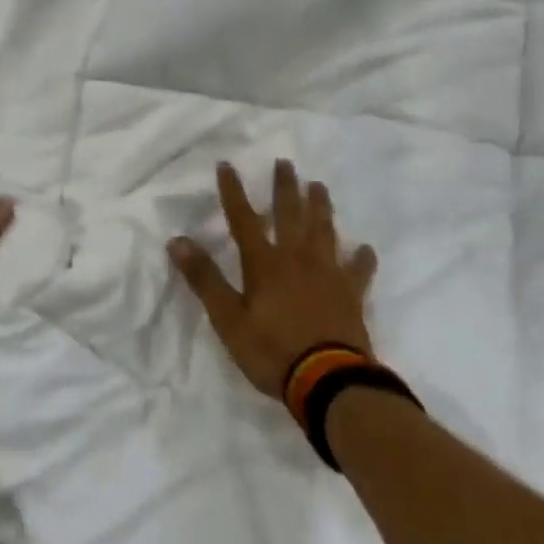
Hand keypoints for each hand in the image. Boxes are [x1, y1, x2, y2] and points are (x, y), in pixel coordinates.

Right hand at [169, 159, 378, 396]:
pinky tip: (365, 249)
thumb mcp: (228, 319)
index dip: (233, 192)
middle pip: (290, 214)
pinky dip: (361, 259)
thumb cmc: (272, 350)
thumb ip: (204, 279)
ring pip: (324, 231)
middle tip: (285, 163)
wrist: (329, 381)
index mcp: (265, 263)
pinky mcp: (351, 294)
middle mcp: (297, 258)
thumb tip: (177, 241)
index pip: (243, 219)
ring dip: (320, 207)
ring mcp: (328, 274)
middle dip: (285, 187)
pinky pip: (358, 271)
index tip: (227, 165)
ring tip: (319, 186)